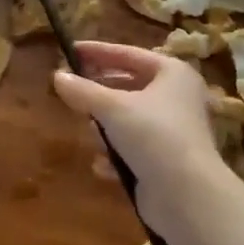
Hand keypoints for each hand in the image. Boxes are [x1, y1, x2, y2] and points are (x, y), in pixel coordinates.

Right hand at [53, 43, 220, 238]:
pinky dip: (116, 154)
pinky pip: (133, 149)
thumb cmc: (153, 135)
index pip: (129, 54)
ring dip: (106, 128)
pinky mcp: (166, 161)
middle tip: (70, 91)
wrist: (186, 195)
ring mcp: (173, 131)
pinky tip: (102, 165)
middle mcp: (177, 98)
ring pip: (128, 120)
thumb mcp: (111, 108)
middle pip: (128, 87)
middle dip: (99, 94)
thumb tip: (57, 76)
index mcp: (172, 74)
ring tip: (90, 134)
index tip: (70, 49)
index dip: (98, 52)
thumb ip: (82, 90)